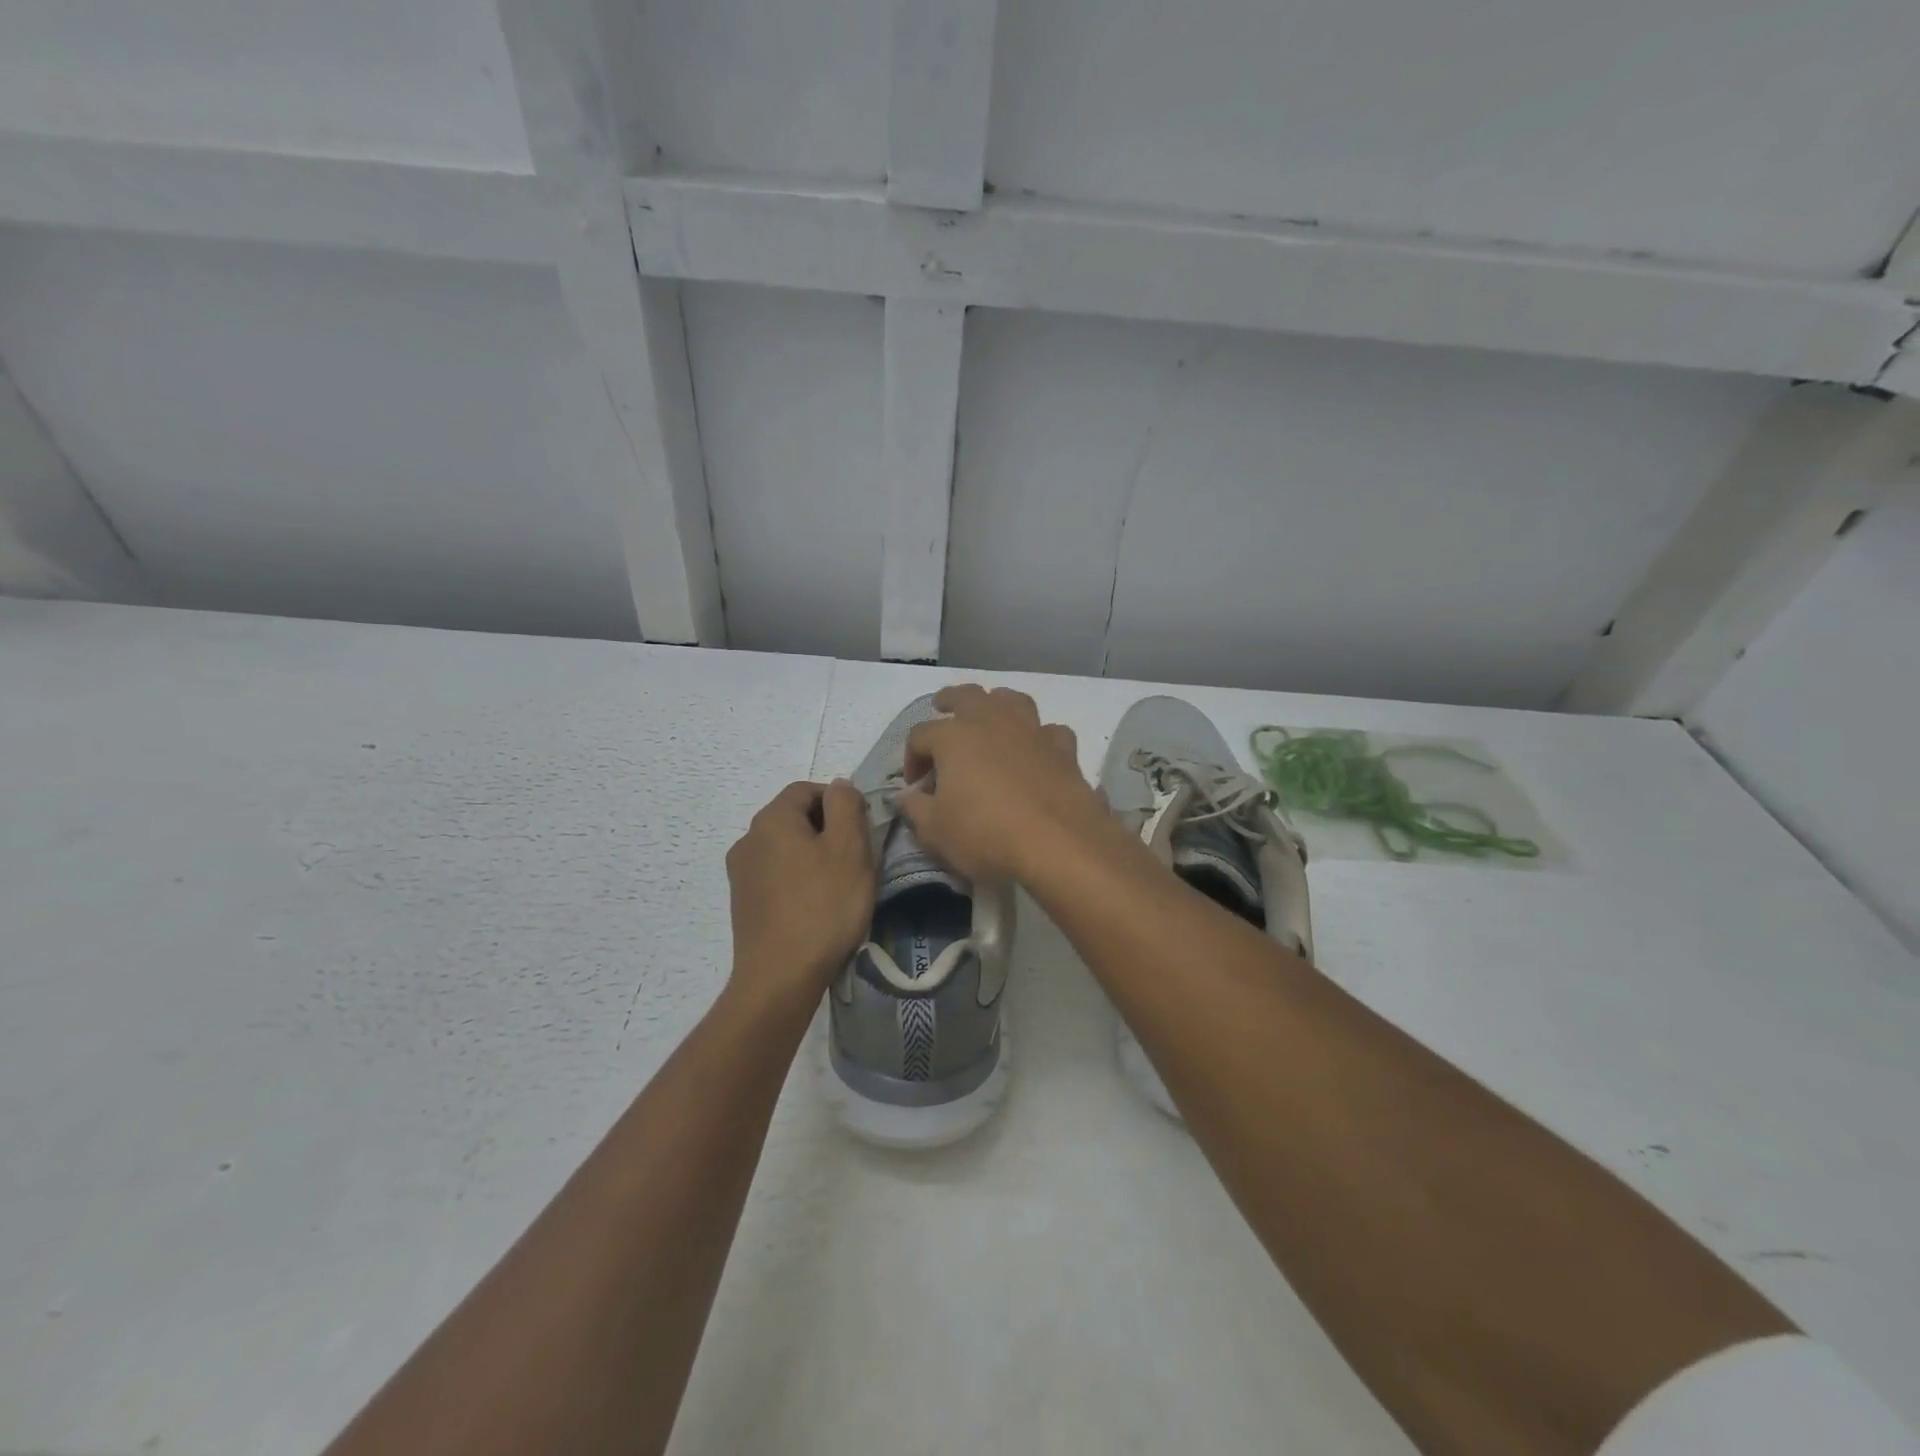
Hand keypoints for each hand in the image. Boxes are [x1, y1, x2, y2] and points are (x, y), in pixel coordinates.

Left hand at [725, 780, 874, 1013]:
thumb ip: (846, 805)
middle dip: (828, 830)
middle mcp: (748, 839)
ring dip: (814, 857)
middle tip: (857, 859)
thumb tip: (838, 785)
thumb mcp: (849, 847)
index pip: (807, 789)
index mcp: (771, 819)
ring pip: (786, 849)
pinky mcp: (743, 903)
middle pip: (795, 818)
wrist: (780, 977)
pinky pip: (777, 876)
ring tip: (840, 886)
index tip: (862, 829)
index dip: (838, 801)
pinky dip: (799, 880)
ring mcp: (741, 874)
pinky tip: (817, 907)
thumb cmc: (823, 906)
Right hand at [895, 685, 1112, 883]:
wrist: (1059, 843)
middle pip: (966, 696)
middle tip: (943, 710)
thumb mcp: (935, 831)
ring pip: (1011, 700)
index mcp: (954, 736)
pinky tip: (1036, 752)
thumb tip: (906, 797)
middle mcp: (992, 721)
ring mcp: (1032, 730)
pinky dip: (1038, 737)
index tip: (915, 787)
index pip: (920, 735)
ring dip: (996, 705)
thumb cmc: (986, 834)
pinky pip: (1048, 731)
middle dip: (950, 701)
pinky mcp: (1063, 748)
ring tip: (990, 719)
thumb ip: (915, 809)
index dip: (911, 758)